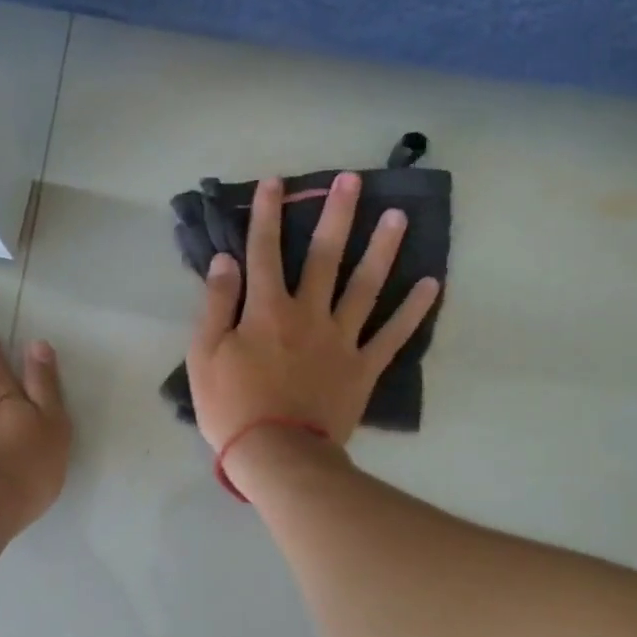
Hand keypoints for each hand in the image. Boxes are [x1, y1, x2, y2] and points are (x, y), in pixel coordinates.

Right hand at [186, 171, 439, 450]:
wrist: (278, 456)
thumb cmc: (232, 408)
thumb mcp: (204, 356)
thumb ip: (215, 305)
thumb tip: (225, 261)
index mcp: (266, 310)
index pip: (264, 251)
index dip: (267, 214)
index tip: (275, 182)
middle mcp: (308, 314)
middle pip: (324, 256)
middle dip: (336, 215)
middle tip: (352, 180)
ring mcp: (341, 339)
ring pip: (365, 286)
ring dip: (382, 249)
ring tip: (399, 217)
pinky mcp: (363, 368)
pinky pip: (393, 335)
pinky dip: (413, 310)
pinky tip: (432, 284)